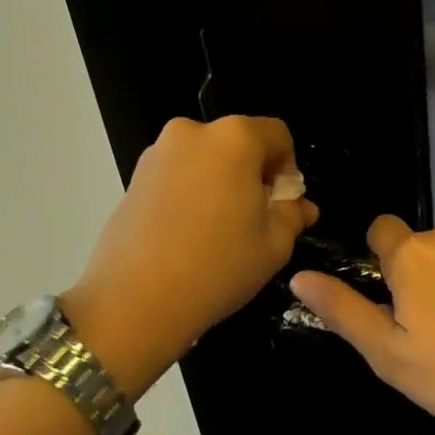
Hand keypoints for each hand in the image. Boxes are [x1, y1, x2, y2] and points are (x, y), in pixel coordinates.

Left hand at [67, 117, 316, 367]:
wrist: (133, 303)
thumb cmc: (217, 266)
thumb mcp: (274, 244)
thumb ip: (293, 215)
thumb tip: (300, 207)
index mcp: (234, 138)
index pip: (278, 135)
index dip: (288, 168)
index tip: (282, 205)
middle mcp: (193, 132)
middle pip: (240, 143)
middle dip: (253, 174)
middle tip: (255, 219)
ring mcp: (158, 153)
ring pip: (207, 159)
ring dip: (221, 183)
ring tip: (219, 231)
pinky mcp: (134, 177)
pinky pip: (179, 174)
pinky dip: (192, 193)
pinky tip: (189, 234)